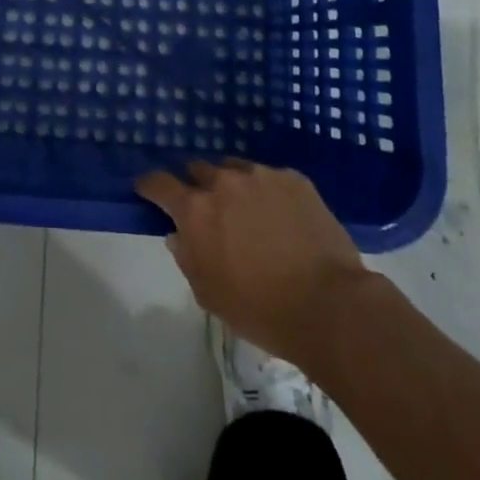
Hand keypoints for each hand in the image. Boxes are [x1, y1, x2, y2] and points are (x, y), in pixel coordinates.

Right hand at [137, 159, 371, 367]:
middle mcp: (223, 181)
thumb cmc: (262, 310)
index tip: (149, 192)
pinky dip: (267, 192)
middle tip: (209, 211)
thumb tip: (179, 235)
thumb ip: (187, 258)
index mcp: (196, 210)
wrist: (330, 306)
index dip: (150, 186)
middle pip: (198, 169)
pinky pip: (270, 178)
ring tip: (248, 212)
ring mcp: (261, 175)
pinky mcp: (293, 178)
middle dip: (197, 187)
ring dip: (233, 186)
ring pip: (235, 169)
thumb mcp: (209, 294)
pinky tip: (281, 217)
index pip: (159, 183)